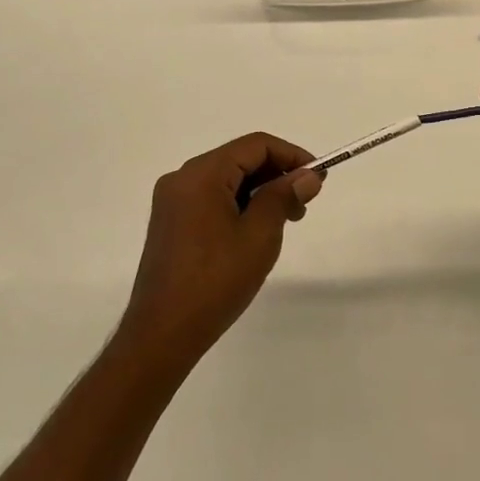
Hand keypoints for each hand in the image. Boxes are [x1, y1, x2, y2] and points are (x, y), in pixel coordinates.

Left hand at [118, 133, 322, 367]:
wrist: (161, 335)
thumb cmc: (215, 281)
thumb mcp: (259, 235)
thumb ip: (283, 196)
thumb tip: (308, 175)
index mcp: (201, 174)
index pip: (256, 145)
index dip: (292, 156)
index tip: (318, 178)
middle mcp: (182, 178)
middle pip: (239, 159)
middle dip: (276, 175)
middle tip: (304, 204)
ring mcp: (172, 201)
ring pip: (226, 180)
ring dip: (259, 192)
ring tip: (285, 221)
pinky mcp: (170, 223)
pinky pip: (211, 199)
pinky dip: (239, 205)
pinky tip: (255, 231)